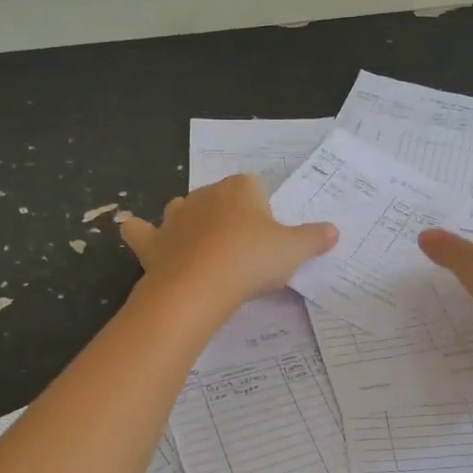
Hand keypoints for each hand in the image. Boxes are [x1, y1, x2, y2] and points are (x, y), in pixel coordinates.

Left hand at [119, 175, 336, 315]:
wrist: (199, 286)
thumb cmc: (251, 260)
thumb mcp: (293, 251)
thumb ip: (314, 238)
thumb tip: (334, 231)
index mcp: (240, 188)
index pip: (254, 185)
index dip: (262, 208)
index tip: (268, 234)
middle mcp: (204, 194)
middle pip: (219, 197)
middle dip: (228, 216)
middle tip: (243, 250)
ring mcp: (174, 217)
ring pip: (182, 209)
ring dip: (191, 223)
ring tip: (205, 250)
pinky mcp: (153, 242)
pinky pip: (140, 230)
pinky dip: (139, 231)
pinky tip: (137, 233)